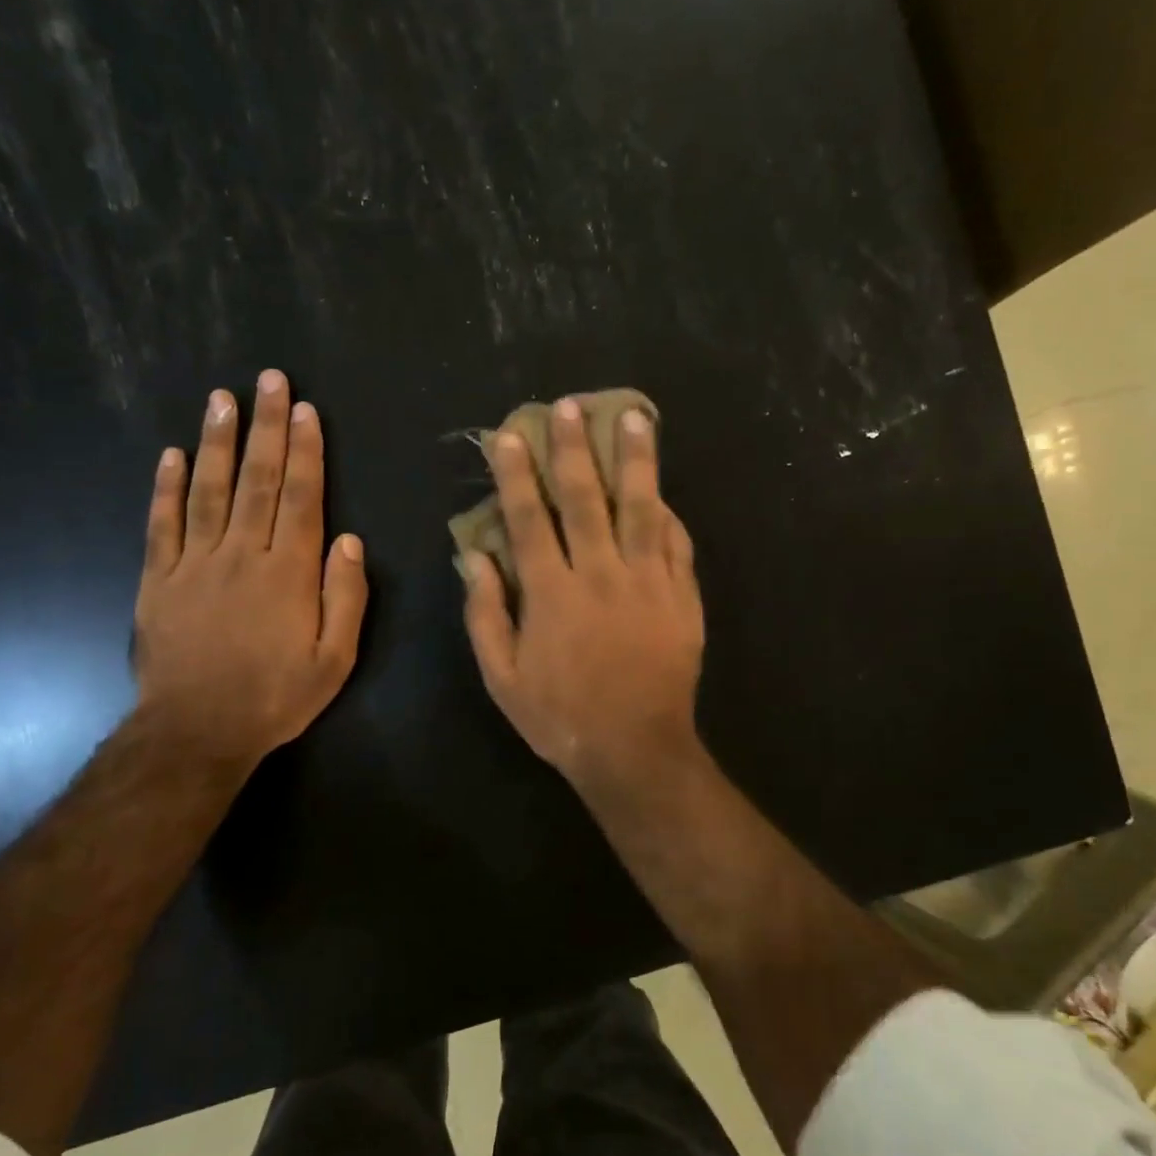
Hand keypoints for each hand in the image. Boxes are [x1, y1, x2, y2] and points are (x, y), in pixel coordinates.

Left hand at [134, 369, 367, 770]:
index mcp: (289, 572)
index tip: (304, 410)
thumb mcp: (335, 659)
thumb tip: (349, 540)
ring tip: (221, 398)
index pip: (302, 498)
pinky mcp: (157, 580)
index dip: (306, 451)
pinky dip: (165, 488)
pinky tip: (170, 454)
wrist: (197, 732)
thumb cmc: (275, 696)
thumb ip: (346, 597)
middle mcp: (242, 554)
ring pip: (208, 490)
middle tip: (268, 380)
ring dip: (217, 441)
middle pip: (258, 480)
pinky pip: (161, 525)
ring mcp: (194, 564)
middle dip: (266, 427)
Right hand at [462, 398, 704, 794]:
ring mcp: (648, 582)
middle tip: (570, 406)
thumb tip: (474, 557)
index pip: (530, 519)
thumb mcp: (503, 676)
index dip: (517, 474)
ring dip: (635, 461)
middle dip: (574, 449)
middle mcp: (600, 575)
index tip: (511, 435)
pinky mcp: (681, 598)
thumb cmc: (560, 716)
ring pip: (641, 509)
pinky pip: (676, 545)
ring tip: (634, 418)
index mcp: (552, 593)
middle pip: (587, 499)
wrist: (635, 749)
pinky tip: (663, 491)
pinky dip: (668, 515)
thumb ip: (485, 613)